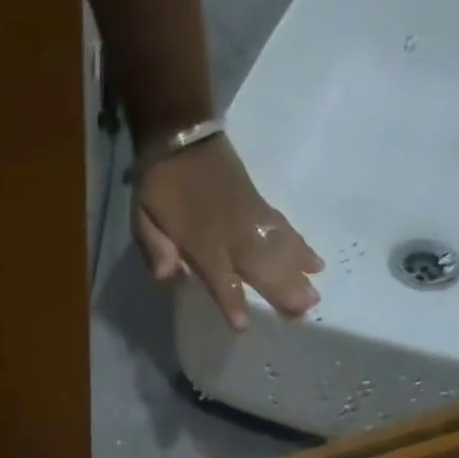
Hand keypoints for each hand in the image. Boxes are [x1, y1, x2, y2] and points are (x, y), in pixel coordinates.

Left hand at [133, 135, 322, 329]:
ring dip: (298, 272)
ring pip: (278, 248)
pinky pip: (284, 228)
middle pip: (260, 265)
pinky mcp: (259, 204)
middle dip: (281, 289)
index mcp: (200, 241)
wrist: (180, 132)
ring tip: (315, 295)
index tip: (243, 325)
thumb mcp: (143, 218)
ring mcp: (249, 216)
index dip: (230, 301)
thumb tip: (166, 275)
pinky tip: (316, 262)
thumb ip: (154, 248)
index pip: (218, 277)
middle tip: (304, 311)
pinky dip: (300, 245)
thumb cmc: (158, 185)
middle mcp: (230, 232)